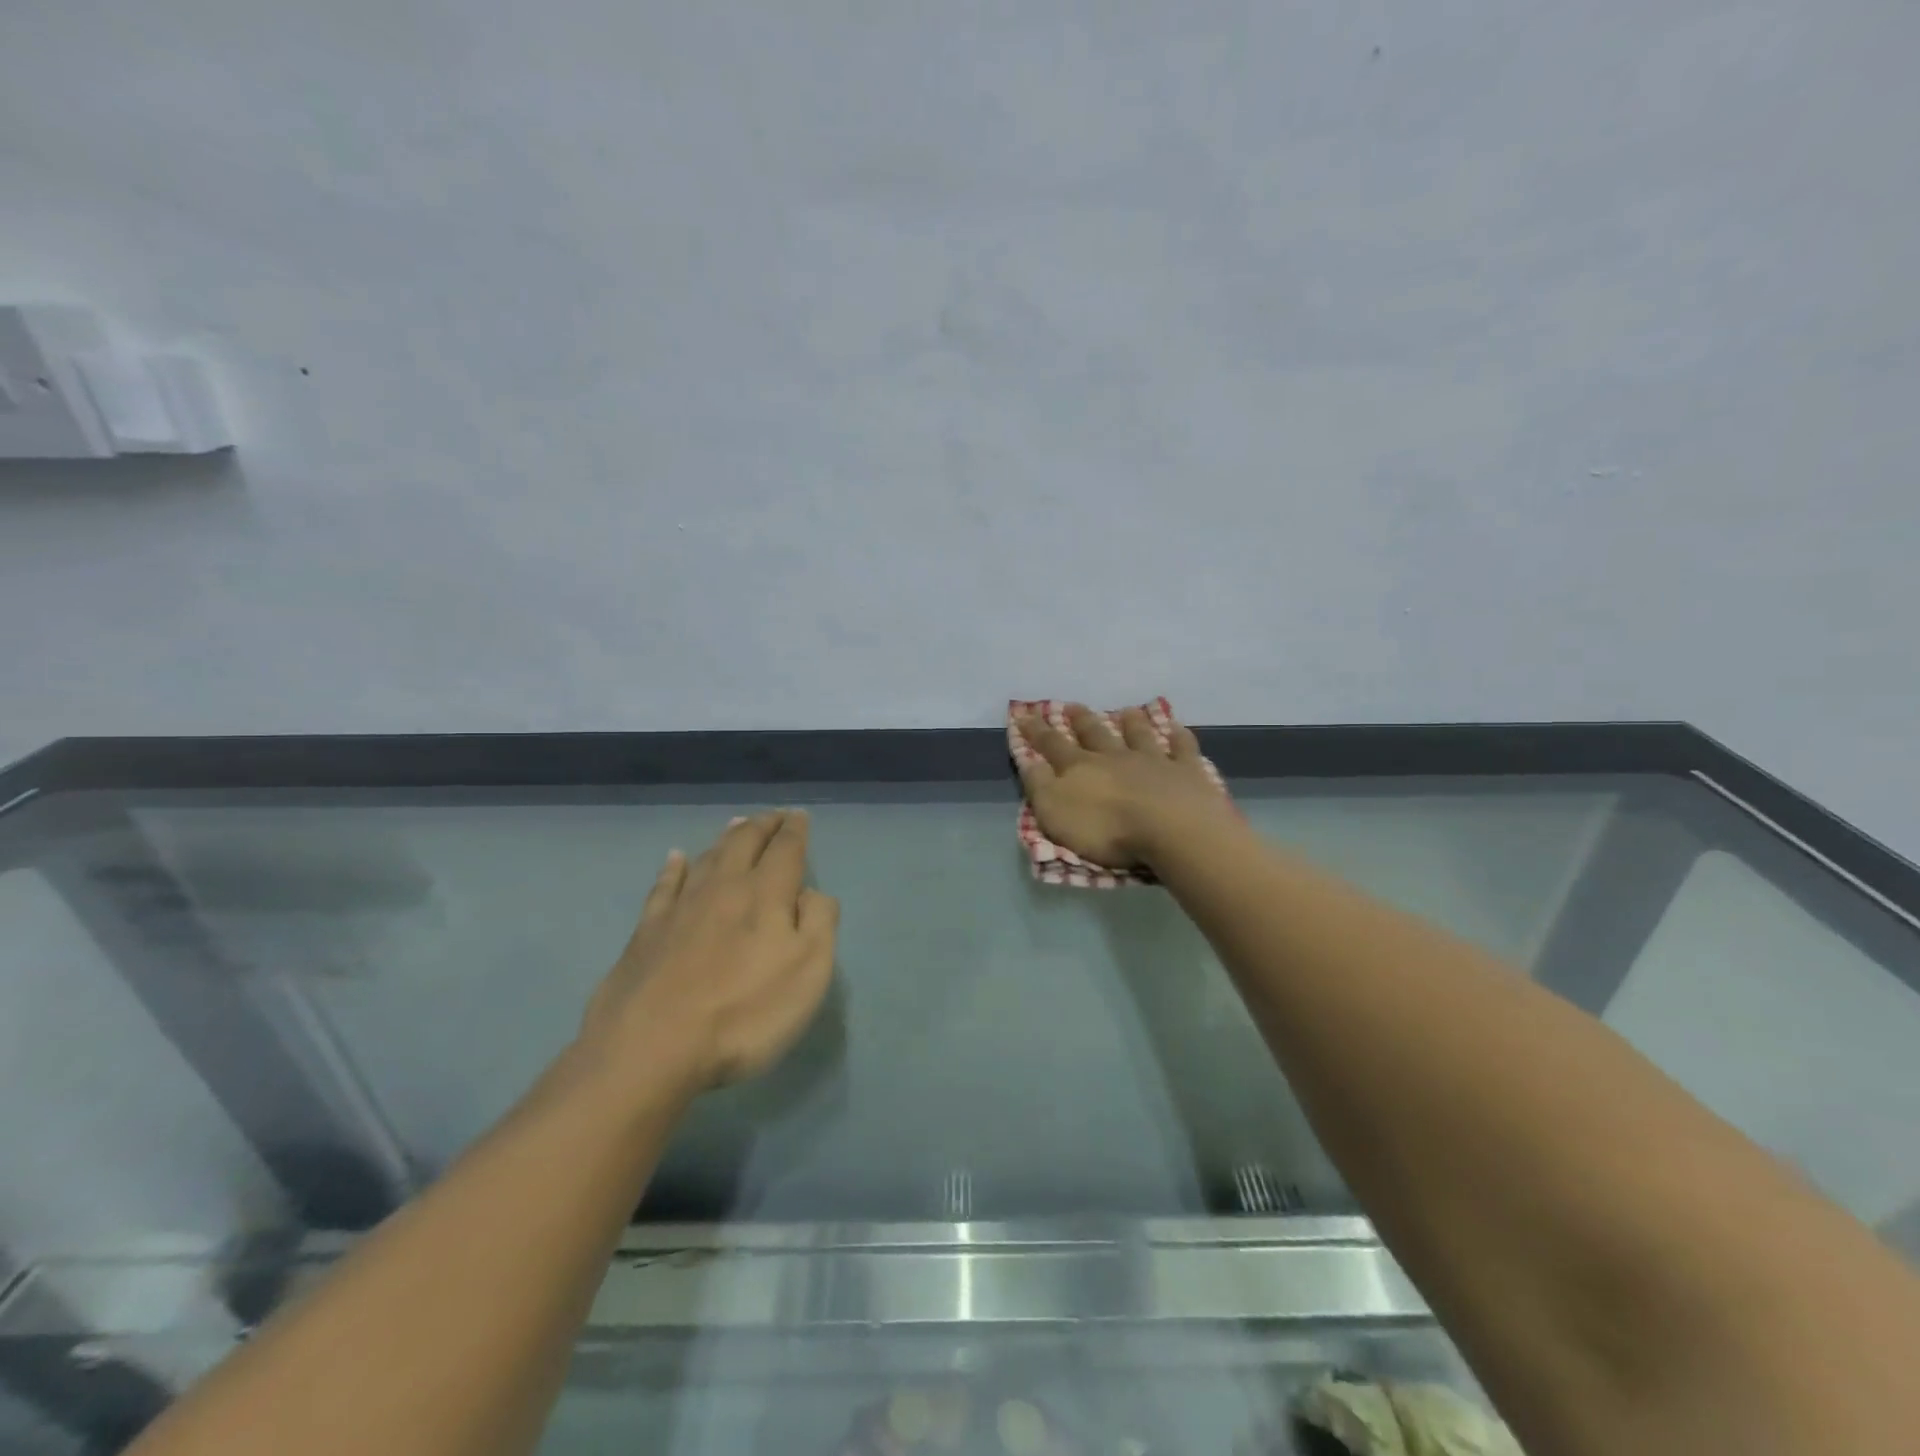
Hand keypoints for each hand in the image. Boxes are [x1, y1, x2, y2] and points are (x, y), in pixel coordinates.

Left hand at [580, 810, 838, 1096]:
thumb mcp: (809, 972)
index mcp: (765, 894)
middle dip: (763, 825)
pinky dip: (674, 866)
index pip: (786, 850)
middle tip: (774, 816)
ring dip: (726, 837)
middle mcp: (723, 888)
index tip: (799, 815)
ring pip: (708, 857)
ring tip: (737, 824)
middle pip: (744, 843)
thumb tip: (811, 893)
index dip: (795, 830)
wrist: (651, 1048)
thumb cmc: (744, 1013)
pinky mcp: (646, 931)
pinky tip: (676, 857)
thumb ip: (819, 922)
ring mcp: (680, 907)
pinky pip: (664, 885)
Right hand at [1017, 705, 1235, 868]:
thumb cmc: (1106, 828)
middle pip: (1094, 734)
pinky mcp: (1186, 771)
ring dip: (1131, 722)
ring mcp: (1153, 760)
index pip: (1052, 745)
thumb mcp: (1055, 812)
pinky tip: (1178, 729)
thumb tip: (1029, 761)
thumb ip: (1040, 785)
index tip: (1024, 715)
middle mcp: (1114, 756)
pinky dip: (1179, 737)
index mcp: (1080, 768)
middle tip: (1071, 705)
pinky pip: (1182, 749)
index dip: (1036, 731)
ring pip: (1138, 735)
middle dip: (1080, 720)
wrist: (1170, 828)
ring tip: (1127, 710)